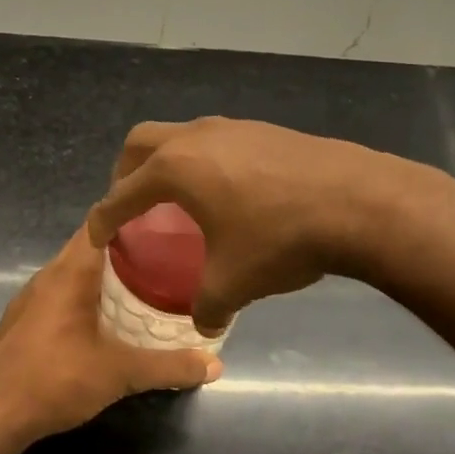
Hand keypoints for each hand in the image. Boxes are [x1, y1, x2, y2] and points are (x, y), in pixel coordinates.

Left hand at [0, 227, 220, 447]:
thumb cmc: (55, 380)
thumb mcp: (120, 373)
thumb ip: (168, 366)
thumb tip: (215, 364)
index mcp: (69, 272)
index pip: (100, 222)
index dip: (131, 214)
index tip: (165, 217)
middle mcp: (48, 276)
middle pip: (91, 246)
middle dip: (128, 247)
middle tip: (169, 253)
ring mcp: (31, 299)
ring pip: (75, 272)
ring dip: (107, 274)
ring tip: (147, 282)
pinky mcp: (24, 321)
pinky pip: (63, 294)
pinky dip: (88, 295)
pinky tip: (108, 317)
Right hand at [85, 117, 425, 333]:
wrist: (358, 201)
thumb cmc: (280, 239)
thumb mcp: (234, 283)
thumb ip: (208, 307)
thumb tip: (205, 326)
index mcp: (174, 169)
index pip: (121, 194)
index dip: (103, 218)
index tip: (96, 235)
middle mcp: (196, 138)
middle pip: (140, 143)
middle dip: (126, 173)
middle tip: (132, 205)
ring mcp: (233, 127)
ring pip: (182, 136)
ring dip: (169, 163)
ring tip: (181, 199)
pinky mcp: (266, 130)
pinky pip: (217, 142)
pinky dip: (206, 163)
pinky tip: (230, 193)